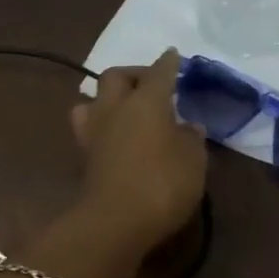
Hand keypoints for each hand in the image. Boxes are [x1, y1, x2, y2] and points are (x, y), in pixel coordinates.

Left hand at [67, 48, 207, 263]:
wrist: (115, 222)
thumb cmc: (163, 185)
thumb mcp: (193, 161)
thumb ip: (191, 139)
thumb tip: (187, 126)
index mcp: (147, 101)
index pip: (160, 72)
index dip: (169, 63)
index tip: (174, 56)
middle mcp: (116, 107)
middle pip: (116, 76)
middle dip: (133, 74)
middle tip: (149, 84)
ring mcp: (95, 130)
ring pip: (92, 98)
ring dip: (107, 97)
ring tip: (123, 107)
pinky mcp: (85, 155)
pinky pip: (89, 126)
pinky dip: (101, 123)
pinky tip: (113, 133)